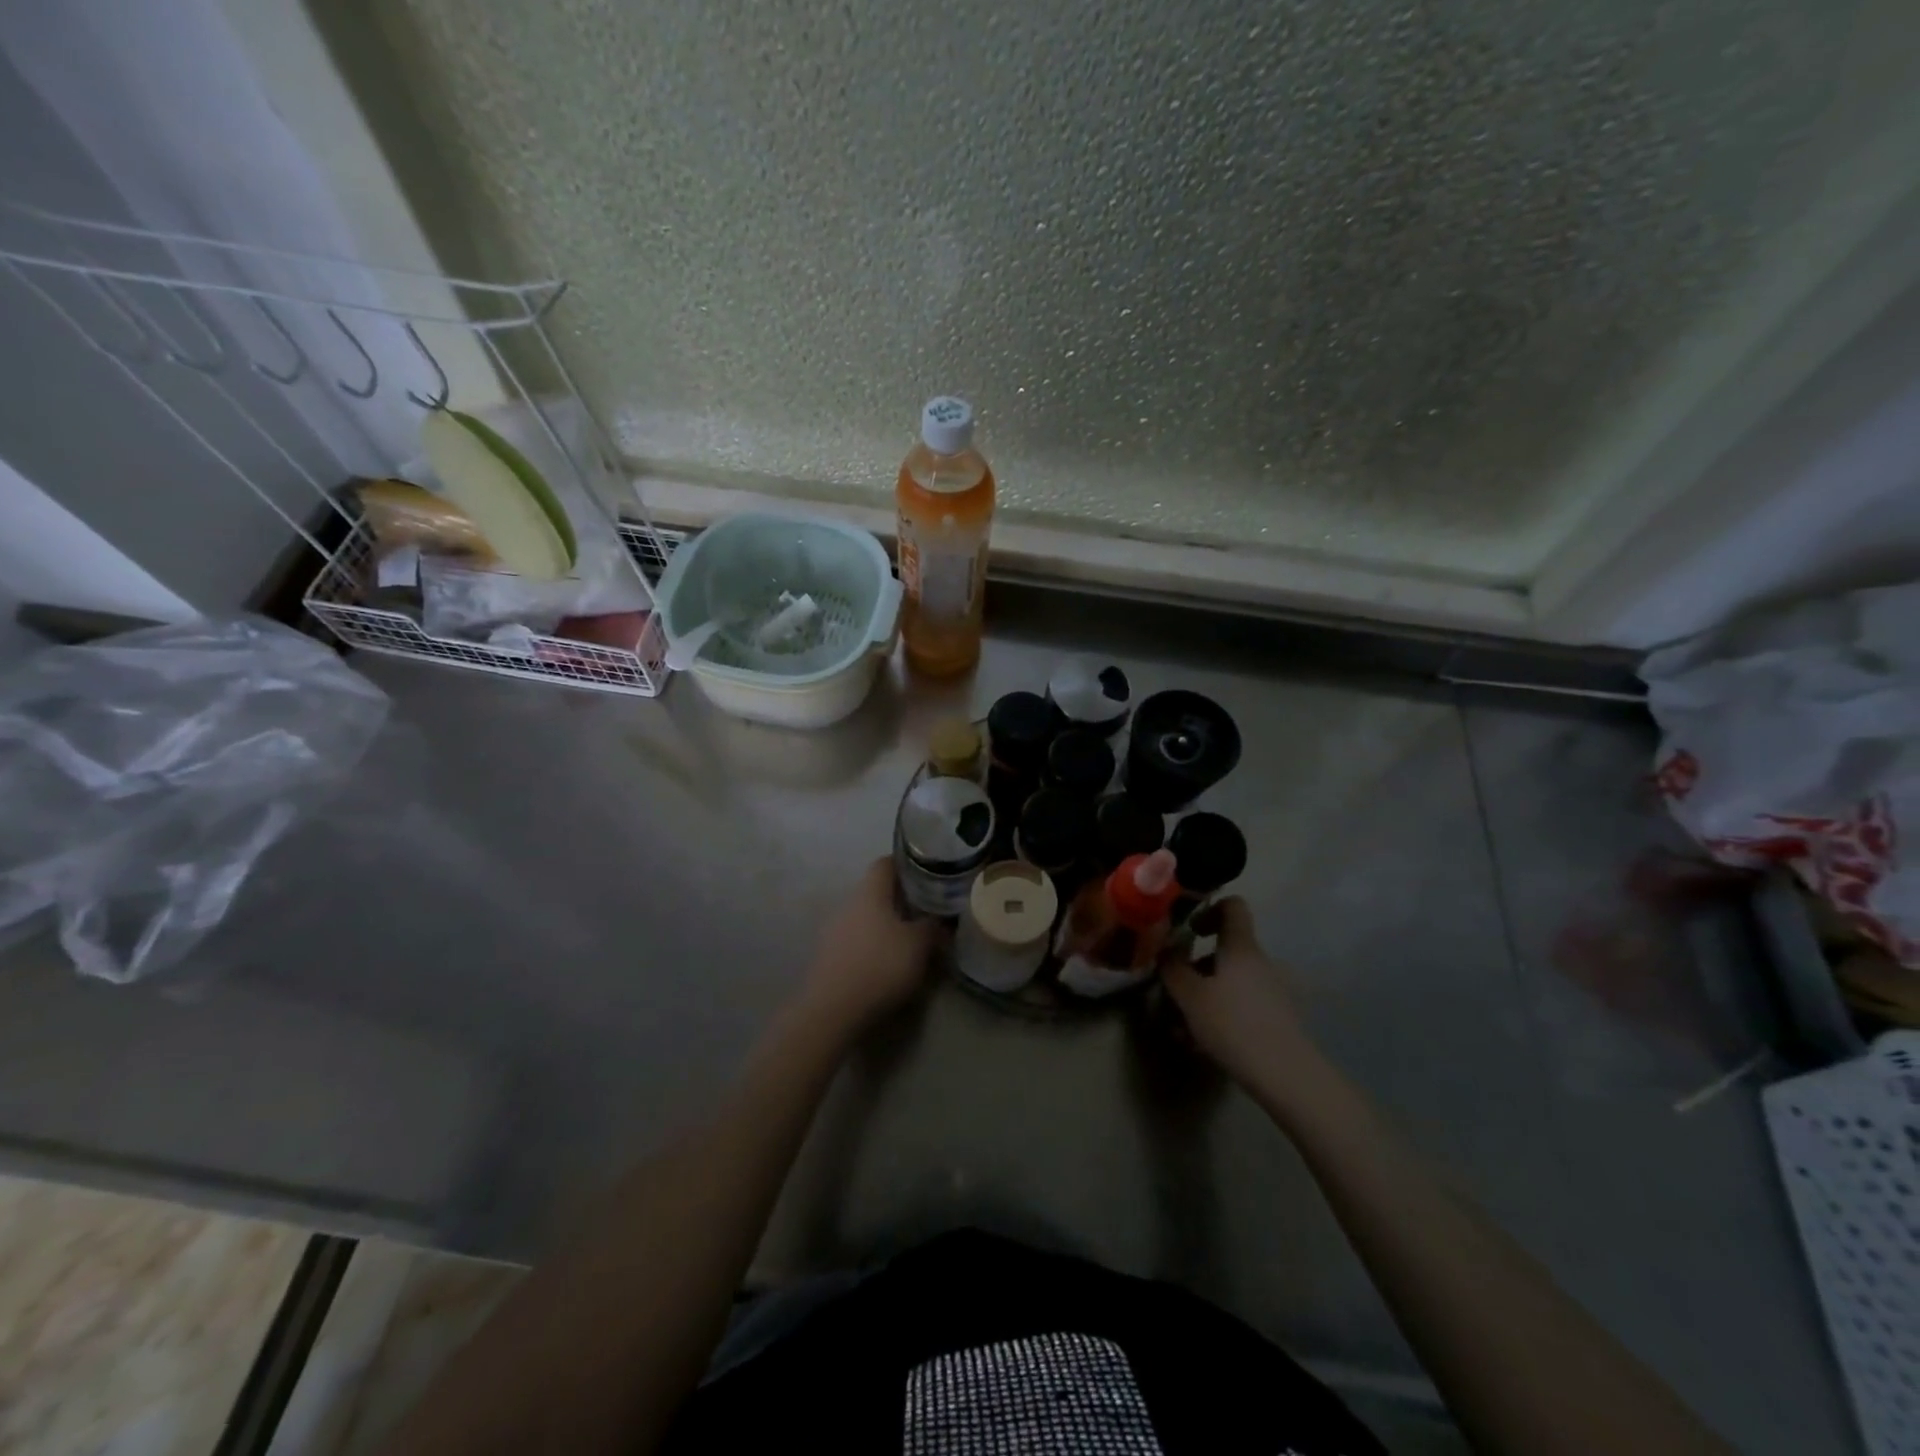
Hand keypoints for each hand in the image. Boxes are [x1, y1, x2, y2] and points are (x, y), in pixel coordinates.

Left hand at [801, 858, 937, 1032]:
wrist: (832, 1010)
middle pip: (877, 891)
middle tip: (927, 910)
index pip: (886, 863)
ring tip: (912, 938)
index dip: (908, 865)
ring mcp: (834, 930)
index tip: (930, 874)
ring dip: (888, 923)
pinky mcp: (829, 956)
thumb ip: (932, 927)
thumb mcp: (919, 945)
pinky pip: (858, 940)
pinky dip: (875, 944)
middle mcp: (848, 904)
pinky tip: (889, 962)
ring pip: (867, 917)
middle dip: (902, 899)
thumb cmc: (880, 965)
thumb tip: (940, 919)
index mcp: (869, 892)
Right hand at [1162, 898, 1316, 1091]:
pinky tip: (1202, 1044)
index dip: (1209, 909)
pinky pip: (1242, 1005)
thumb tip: (1165, 949)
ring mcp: (1273, 991)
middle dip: (1196, 969)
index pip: (1232, 906)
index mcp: (1241, 947)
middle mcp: (1261, 962)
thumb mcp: (1190, 996)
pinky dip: (1221, 1015)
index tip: (1189, 931)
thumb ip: (1173, 968)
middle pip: (1225, 951)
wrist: (1286, 1075)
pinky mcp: (1279, 1018)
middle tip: (1174, 992)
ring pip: (1230, 983)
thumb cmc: (1233, 1024)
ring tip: (1181, 1028)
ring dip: (1205, 996)